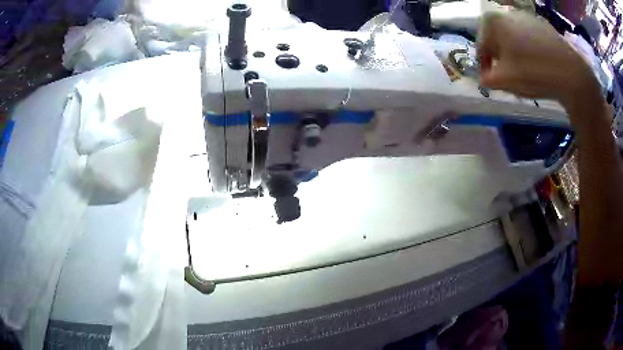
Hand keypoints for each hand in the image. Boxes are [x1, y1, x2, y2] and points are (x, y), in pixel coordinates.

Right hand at [477, 11, 600, 109]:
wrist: (571, 74)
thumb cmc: (534, 73)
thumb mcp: (504, 81)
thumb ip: (487, 79)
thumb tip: (483, 77)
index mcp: (492, 21)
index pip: (481, 46)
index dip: (485, 66)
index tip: (493, 81)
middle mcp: (507, 13)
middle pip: (498, 39)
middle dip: (501, 58)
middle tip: (510, 76)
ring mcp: (527, 17)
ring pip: (514, 38)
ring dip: (515, 54)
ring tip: (526, 72)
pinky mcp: (543, 25)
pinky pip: (530, 38)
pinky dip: (530, 51)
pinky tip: (539, 65)